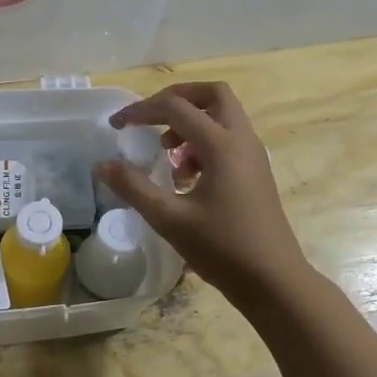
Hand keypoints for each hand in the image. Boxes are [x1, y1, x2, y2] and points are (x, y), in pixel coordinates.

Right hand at [94, 81, 308, 306]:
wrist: (273, 281)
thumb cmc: (222, 248)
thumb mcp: (169, 219)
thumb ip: (134, 188)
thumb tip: (102, 165)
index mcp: (221, 145)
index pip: (175, 107)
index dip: (141, 111)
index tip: (115, 126)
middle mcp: (241, 140)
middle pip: (212, 95)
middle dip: (176, 98)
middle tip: (149, 119)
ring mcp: (253, 155)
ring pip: (222, 116)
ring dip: (191, 122)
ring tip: (165, 153)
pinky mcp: (255, 172)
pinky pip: (228, 139)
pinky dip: (203, 143)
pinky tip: (185, 177)